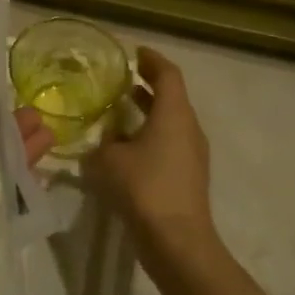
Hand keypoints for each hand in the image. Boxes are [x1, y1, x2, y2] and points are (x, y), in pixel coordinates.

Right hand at [83, 47, 221, 281]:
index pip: (168, 74)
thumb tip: (102, 141)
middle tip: (120, 80)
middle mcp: (188, 128)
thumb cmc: (143, 188)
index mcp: (174, 114)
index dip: (152, 60)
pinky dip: (149, 137)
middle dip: (146, 86)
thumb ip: (102, 143)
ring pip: (170, 123)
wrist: (177, 242)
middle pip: (171, 97)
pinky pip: (168, 145)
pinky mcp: (188, 177)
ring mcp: (192, 155)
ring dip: (146, 113)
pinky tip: (124, 148)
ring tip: (117, 112)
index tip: (134, 53)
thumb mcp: (108, 160)